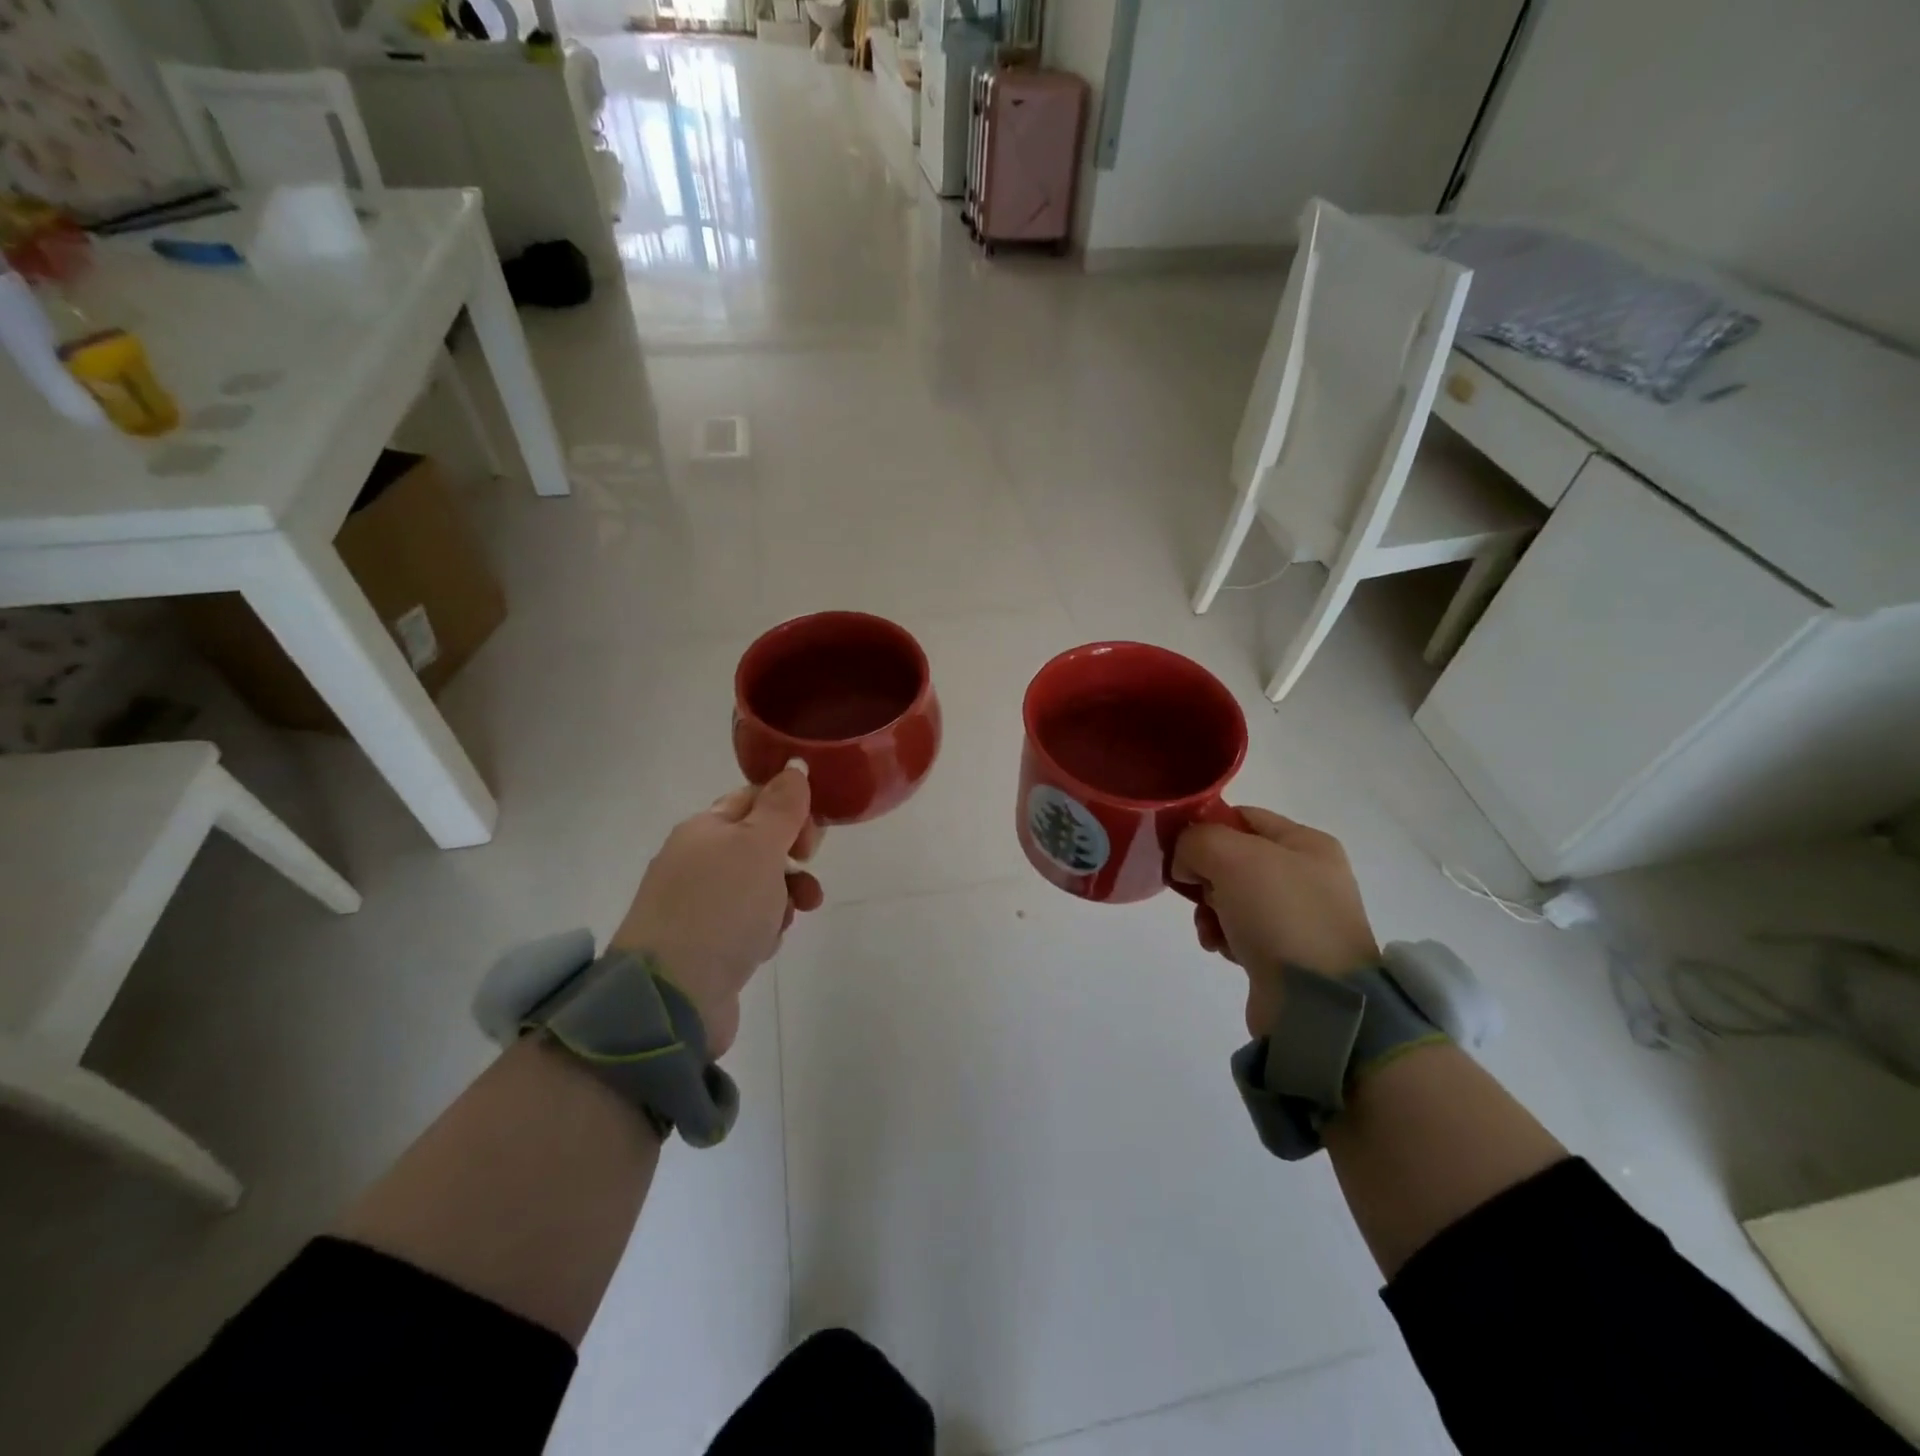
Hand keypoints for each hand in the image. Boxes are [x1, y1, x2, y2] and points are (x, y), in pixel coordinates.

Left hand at [611, 765, 823, 1058]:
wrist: (672, 996)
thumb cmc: (721, 908)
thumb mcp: (758, 846)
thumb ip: (782, 806)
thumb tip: (795, 766)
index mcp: (704, 828)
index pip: (755, 800)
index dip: (790, 812)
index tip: (812, 839)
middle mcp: (696, 861)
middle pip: (759, 844)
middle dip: (792, 858)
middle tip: (806, 869)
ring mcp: (696, 905)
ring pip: (758, 887)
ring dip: (784, 896)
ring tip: (793, 915)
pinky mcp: (703, 944)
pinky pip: (746, 923)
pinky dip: (762, 929)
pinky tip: (763, 945)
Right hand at [1172, 807, 1378, 1037]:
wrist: (1318, 1001)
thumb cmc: (1280, 914)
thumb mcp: (1231, 856)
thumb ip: (1197, 841)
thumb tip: (1187, 865)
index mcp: (1306, 843)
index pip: (1242, 816)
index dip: (1205, 827)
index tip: (1177, 848)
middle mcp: (1307, 875)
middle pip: (1233, 858)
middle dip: (1205, 874)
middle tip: (1197, 892)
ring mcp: (1298, 916)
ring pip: (1230, 897)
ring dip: (1208, 910)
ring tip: (1210, 928)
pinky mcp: (1286, 953)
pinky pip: (1239, 931)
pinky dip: (1222, 936)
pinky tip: (1220, 948)